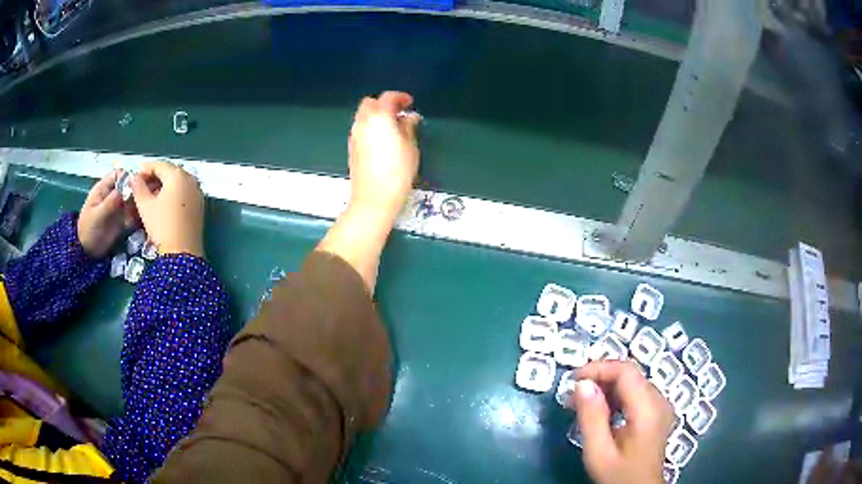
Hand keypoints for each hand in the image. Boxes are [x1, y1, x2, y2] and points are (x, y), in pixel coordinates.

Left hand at [77, 170, 137, 257]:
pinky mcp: (123, 220)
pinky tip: (142, 219)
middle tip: (143, 199)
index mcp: (103, 189)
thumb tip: (125, 189)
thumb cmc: (88, 230)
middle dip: (136, 190)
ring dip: (139, 203)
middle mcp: (112, 196)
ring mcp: (118, 208)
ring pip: (132, 200)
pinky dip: (139, 215)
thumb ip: (109, 202)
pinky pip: (133, 214)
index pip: (117, 174)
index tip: (134, 186)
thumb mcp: (96, 215)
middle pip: (127, 186)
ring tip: (144, 210)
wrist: (88, 252)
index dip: (126, 177)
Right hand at [130, 161, 204, 257]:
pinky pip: (183, 193)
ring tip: (148, 196)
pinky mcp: (199, 206)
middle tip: (140, 186)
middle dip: (153, 177)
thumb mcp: (145, 206)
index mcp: (178, 175)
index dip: (145, 169)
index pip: (159, 165)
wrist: (183, 253)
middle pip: (169, 172)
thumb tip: (134, 177)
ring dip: (162, 186)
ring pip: (176, 183)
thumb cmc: (162, 226)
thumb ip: (138, 187)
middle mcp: (191, 179)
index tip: (134, 177)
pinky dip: (171, 194)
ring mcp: (197, 192)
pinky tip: (161, 204)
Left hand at [348, 91, 420, 219]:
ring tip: (393, 127)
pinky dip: (371, 127)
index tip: (410, 103)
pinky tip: (383, 140)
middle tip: (399, 113)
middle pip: (370, 103)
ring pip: (363, 116)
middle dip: (384, 104)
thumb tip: (410, 117)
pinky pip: (361, 129)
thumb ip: (409, 127)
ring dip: (376, 116)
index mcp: (379, 117)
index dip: (400, 97)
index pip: (388, 97)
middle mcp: (363, 122)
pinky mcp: (352, 148)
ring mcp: (354, 135)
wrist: (374, 197)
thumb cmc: (397, 171)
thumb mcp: (411, 147)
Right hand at [570, 361, 674, 483]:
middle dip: (600, 378)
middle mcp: (659, 401)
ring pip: (633, 382)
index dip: (599, 368)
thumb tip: (582, 385)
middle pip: (630, 375)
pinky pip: (637, 393)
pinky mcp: (658, 412)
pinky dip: (617, 396)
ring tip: (582, 404)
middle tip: (573, 395)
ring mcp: (661, 406)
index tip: (572, 380)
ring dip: (607, 387)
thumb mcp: (599, 452)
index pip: (626, 372)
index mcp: (648, 409)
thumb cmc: (618, 475)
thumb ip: (591, 418)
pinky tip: (601, 411)